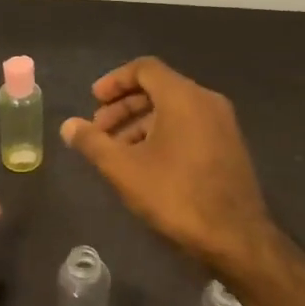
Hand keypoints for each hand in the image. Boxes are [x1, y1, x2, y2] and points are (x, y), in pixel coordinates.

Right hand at [61, 57, 273, 272]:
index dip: (114, 81)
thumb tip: (68, 125)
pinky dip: (163, 133)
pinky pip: (189, 125)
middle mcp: (206, 101)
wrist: (236, 237)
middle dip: (123, 106)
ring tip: (116, 151)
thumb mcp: (124, 169)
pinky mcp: (228, 146)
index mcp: (184, 96)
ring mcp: (222, 123)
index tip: (92, 101)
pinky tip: (145, 163)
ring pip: (174, 109)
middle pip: (158, 88)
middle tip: (98, 130)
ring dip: (140, 122)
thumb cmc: (176, 195)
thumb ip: (93, 143)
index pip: (144, 68)